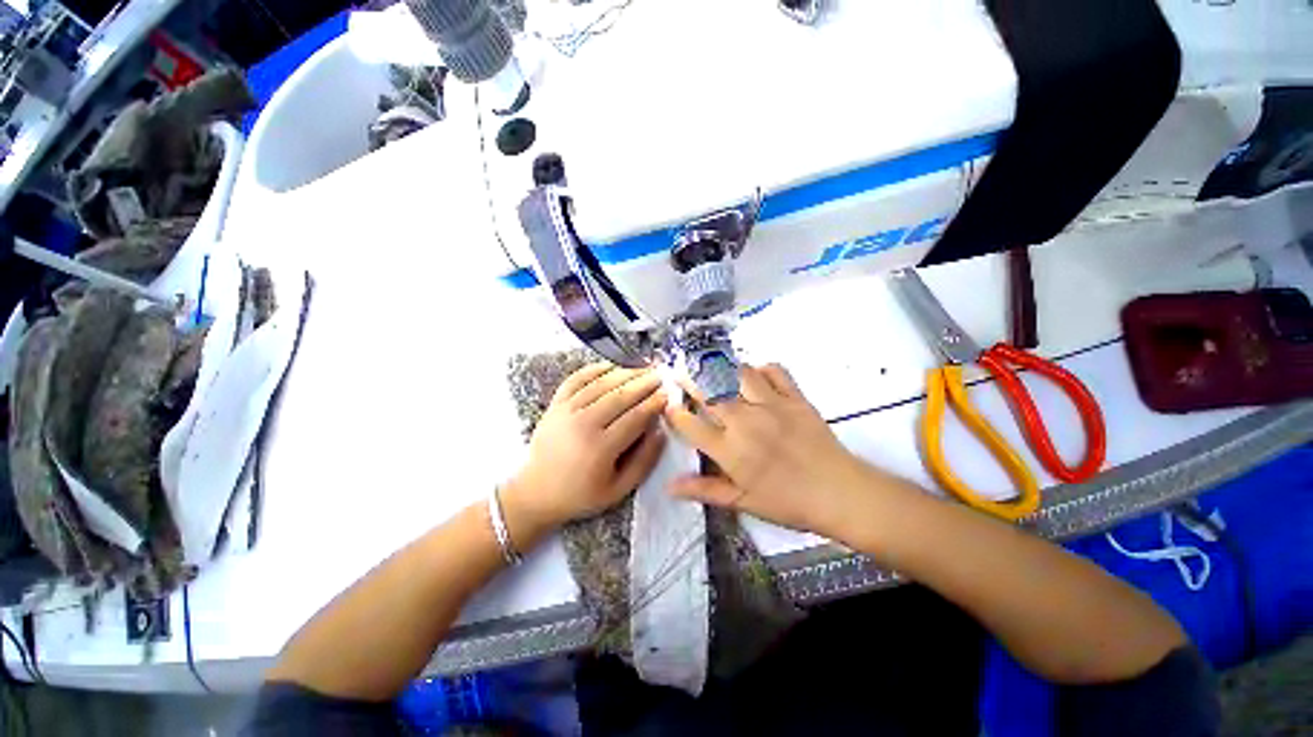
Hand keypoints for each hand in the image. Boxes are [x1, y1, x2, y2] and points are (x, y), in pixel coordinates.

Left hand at [503, 364, 666, 545]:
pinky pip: (576, 379)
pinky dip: (594, 369)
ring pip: (601, 384)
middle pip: (620, 396)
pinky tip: (611, 365)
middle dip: (644, 383)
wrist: (535, 493)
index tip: (668, 394)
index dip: (654, 403)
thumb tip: (661, 432)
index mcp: (601, 448)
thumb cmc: (581, 494)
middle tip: (661, 375)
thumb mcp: (618, 490)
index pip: (635, 417)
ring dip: (625, 373)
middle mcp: (583, 424)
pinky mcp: (555, 404)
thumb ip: (644, 462)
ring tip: (643, 368)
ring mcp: (566, 411)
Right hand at [663, 363, 869, 535]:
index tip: (669, 404)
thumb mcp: (742, 501)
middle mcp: (745, 421)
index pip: (691, 424)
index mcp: (730, 449)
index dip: (675, 412)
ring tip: (710, 365)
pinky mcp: (794, 397)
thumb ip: (704, 490)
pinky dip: (761, 367)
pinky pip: (775, 371)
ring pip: (738, 374)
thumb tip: (670, 487)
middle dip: (689, 378)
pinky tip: (755, 373)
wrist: (839, 493)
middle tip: (680, 371)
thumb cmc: (788, 502)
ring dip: (721, 367)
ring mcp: (771, 405)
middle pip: (709, 391)